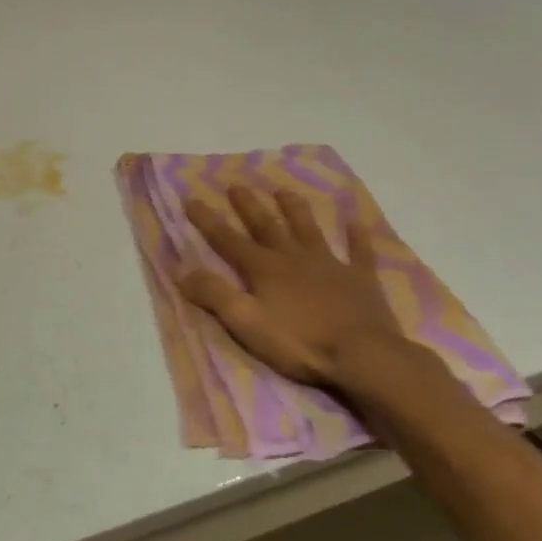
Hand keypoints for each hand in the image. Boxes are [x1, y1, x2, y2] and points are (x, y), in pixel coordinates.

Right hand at [176, 186, 452, 408]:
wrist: (362, 355)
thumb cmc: (299, 342)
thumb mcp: (246, 322)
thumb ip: (214, 294)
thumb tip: (179, 268)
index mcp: (264, 269)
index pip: (228, 240)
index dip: (208, 221)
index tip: (191, 198)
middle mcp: (294, 258)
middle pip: (267, 226)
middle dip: (249, 206)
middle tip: (236, 185)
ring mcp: (330, 266)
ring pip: (309, 230)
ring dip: (295, 210)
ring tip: (284, 191)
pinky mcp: (360, 280)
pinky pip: (359, 253)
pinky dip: (357, 237)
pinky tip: (356, 222)